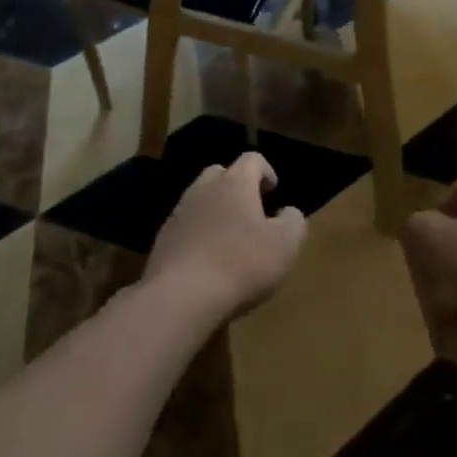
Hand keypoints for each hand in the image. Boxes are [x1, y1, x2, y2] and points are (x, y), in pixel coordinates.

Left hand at [145, 153, 306, 321]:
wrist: (181, 296)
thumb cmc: (241, 264)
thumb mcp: (285, 245)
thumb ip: (293, 221)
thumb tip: (288, 212)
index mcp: (235, 183)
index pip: (252, 159)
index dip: (266, 171)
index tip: (274, 192)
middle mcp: (204, 189)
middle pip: (221, 174)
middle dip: (237, 187)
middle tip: (252, 212)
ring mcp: (179, 213)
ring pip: (200, 200)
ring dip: (216, 212)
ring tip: (229, 240)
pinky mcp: (163, 240)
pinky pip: (186, 227)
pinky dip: (198, 235)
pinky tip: (207, 262)